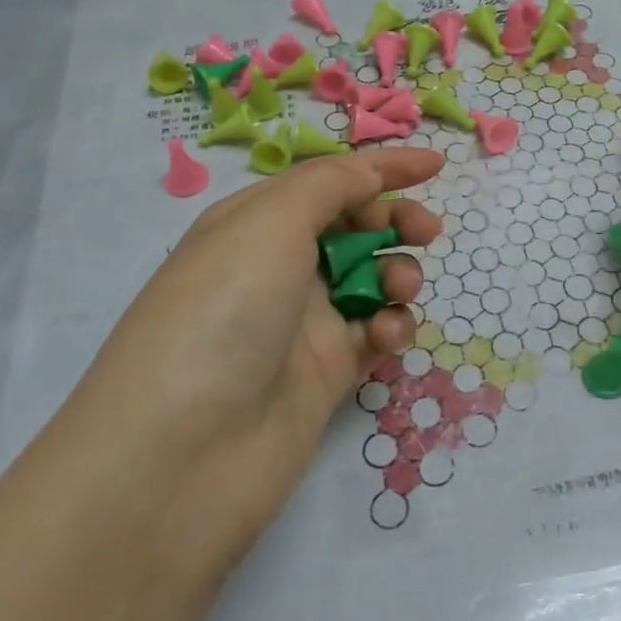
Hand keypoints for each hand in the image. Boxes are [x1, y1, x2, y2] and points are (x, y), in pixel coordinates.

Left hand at [75, 147, 443, 558]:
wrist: (183, 455)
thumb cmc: (223, 313)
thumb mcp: (269, 225)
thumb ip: (330, 186)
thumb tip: (369, 173)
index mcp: (254, 222)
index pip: (328, 181)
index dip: (382, 168)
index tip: (437, 164)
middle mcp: (277, 267)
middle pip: (354, 227)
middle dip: (395, 221)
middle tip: (427, 231)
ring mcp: (302, 323)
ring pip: (371, 280)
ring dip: (398, 275)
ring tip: (400, 291)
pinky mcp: (325, 373)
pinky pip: (374, 333)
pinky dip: (390, 327)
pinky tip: (387, 337)